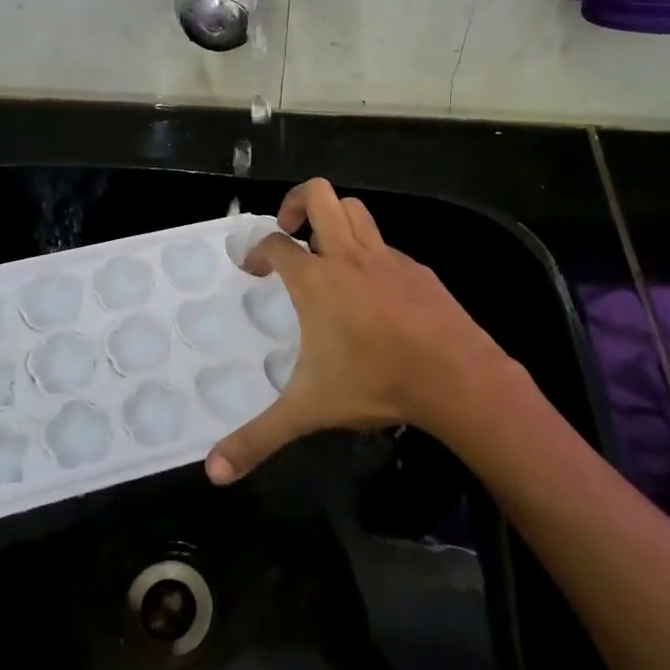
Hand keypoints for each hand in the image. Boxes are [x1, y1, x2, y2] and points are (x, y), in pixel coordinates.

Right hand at [205, 179, 514, 484]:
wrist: (455, 376)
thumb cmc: (374, 382)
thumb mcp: (308, 411)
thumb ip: (258, 439)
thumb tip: (214, 473)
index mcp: (316, 280)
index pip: (277, 244)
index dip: (258, 250)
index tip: (253, 269)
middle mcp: (348, 257)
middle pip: (320, 196)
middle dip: (296, 202)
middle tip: (288, 231)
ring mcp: (387, 258)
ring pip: (357, 210)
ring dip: (335, 218)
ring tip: (325, 251)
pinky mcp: (418, 270)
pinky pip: (386, 245)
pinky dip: (369, 253)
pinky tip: (372, 291)